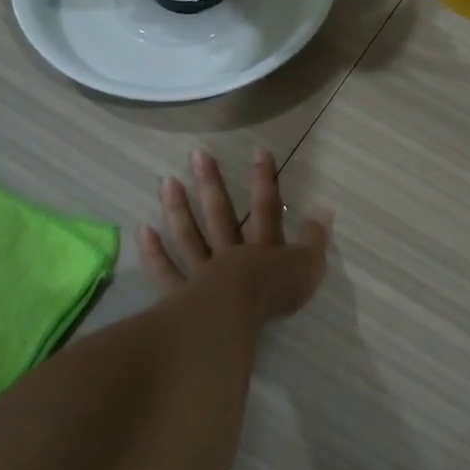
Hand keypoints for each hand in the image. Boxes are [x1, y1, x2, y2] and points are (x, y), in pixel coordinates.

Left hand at [138, 150, 330, 318]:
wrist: (235, 318)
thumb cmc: (274, 295)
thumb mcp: (307, 268)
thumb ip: (315, 240)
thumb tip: (325, 210)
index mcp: (263, 248)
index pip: (266, 207)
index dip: (264, 180)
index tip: (259, 151)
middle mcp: (231, 254)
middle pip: (220, 213)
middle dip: (211, 183)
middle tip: (197, 155)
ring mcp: (202, 273)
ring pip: (189, 235)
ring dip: (178, 208)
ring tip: (167, 181)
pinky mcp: (181, 296)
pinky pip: (166, 271)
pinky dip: (155, 252)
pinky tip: (144, 230)